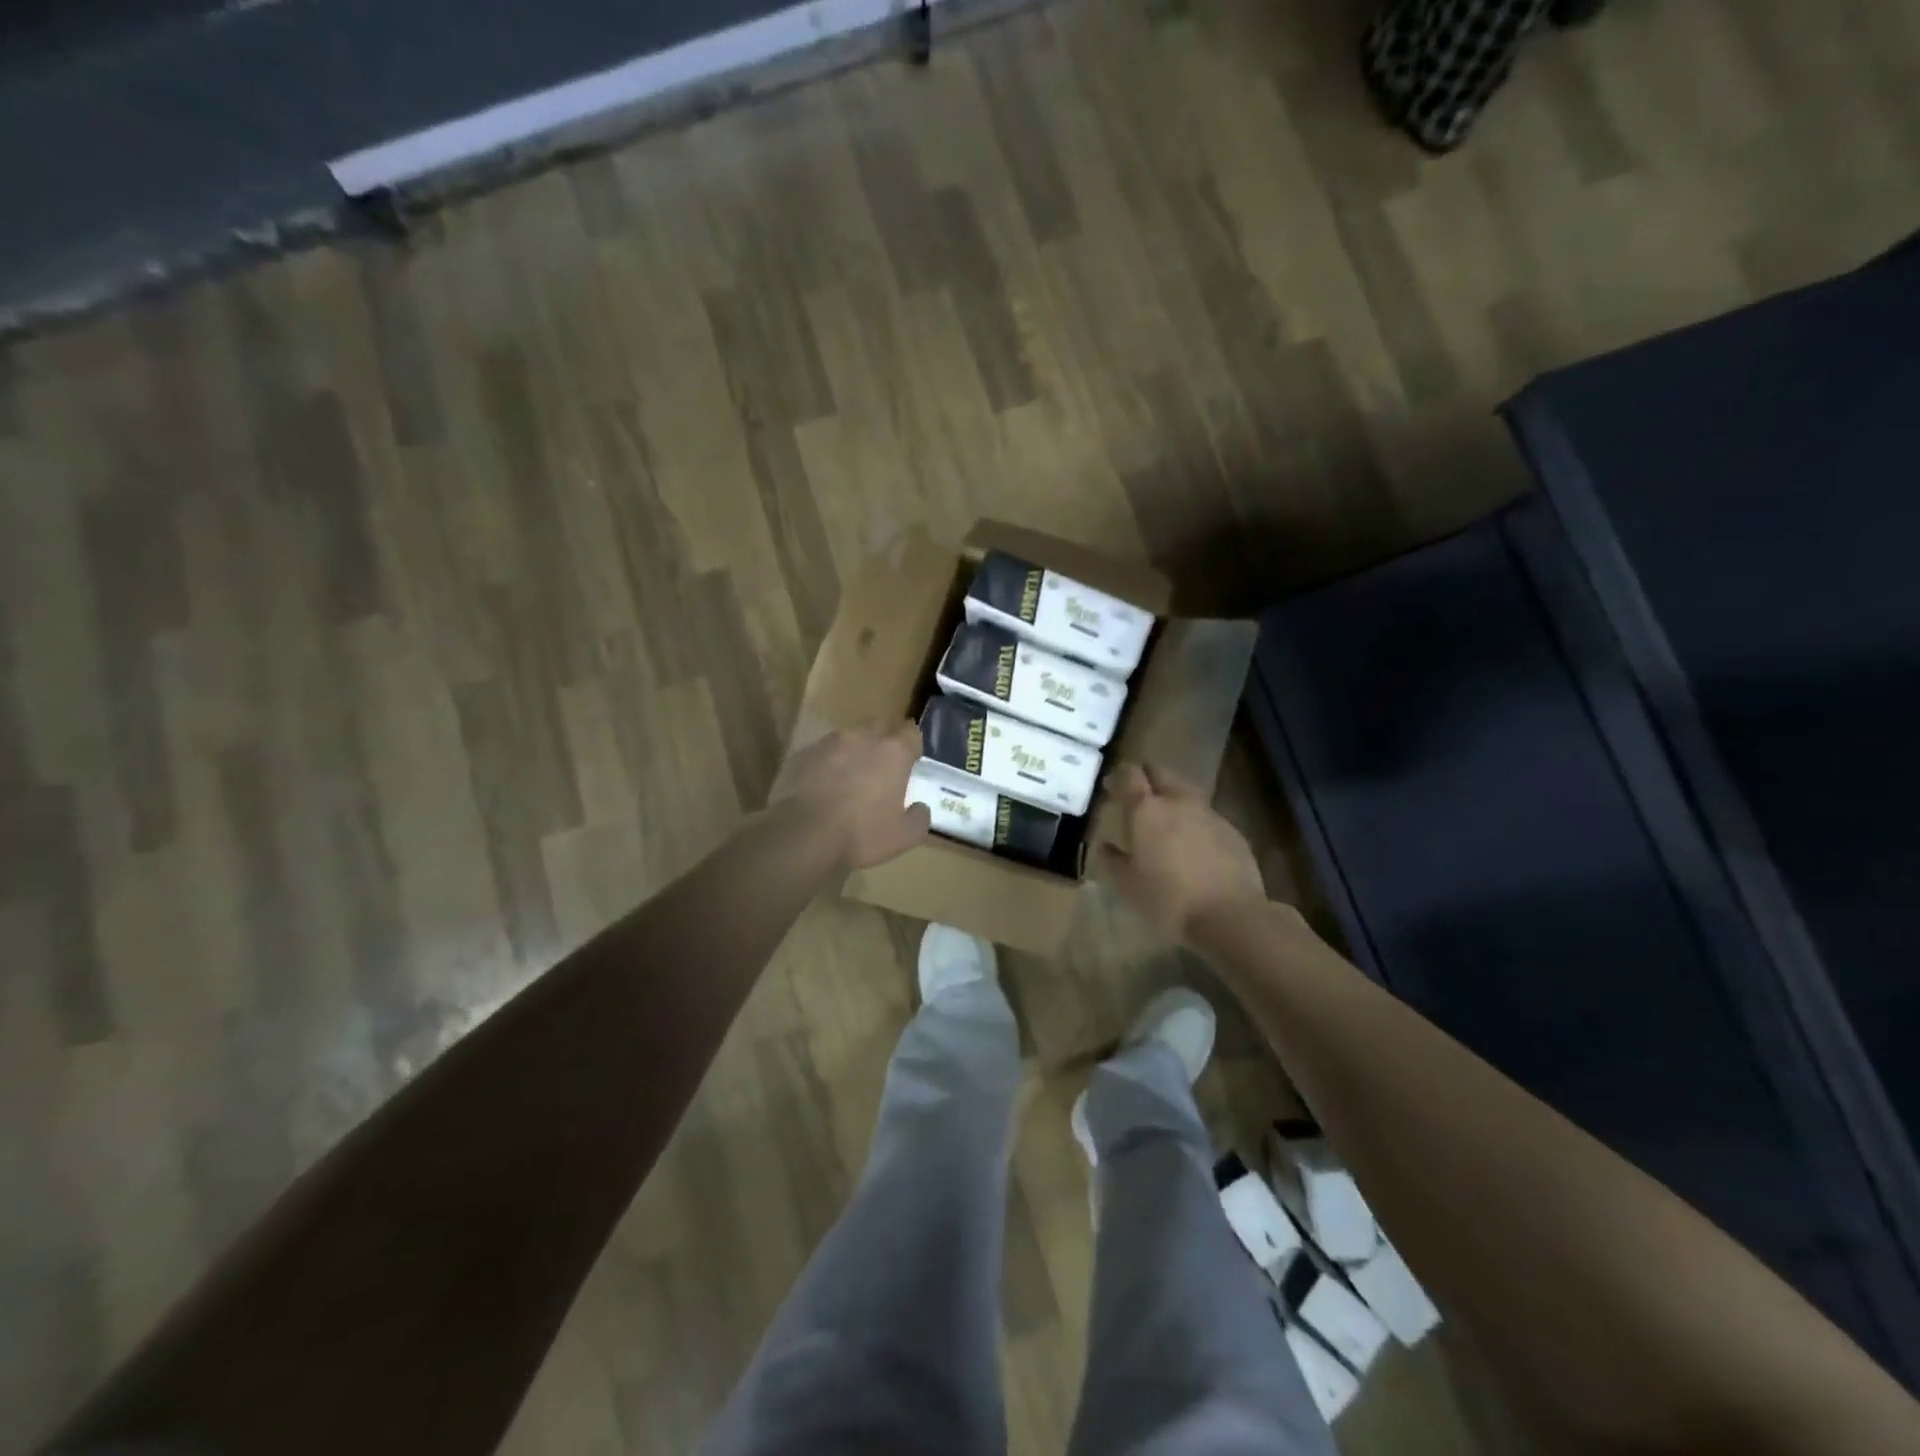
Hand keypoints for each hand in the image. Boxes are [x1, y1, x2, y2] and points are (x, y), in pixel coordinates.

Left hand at [770, 720, 930, 869]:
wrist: (802, 835)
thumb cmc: (861, 834)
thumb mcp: (903, 837)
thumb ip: (919, 819)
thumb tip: (920, 808)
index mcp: (893, 752)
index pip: (911, 732)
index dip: (912, 745)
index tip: (911, 761)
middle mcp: (862, 738)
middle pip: (879, 728)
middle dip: (884, 743)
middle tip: (882, 769)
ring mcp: (828, 743)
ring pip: (848, 739)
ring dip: (853, 752)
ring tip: (849, 778)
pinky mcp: (802, 754)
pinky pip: (821, 753)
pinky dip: (826, 764)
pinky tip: (822, 786)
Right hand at [1094, 762, 1265, 943]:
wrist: (1229, 915)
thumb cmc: (1167, 899)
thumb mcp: (1126, 885)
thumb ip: (1112, 860)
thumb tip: (1104, 845)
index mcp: (1146, 809)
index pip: (1129, 774)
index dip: (1118, 775)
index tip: (1111, 787)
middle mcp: (1178, 801)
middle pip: (1160, 771)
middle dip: (1147, 776)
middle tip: (1137, 794)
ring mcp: (1209, 813)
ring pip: (1186, 791)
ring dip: (1172, 796)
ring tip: (1165, 819)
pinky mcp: (1231, 830)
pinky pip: (1206, 815)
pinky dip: (1194, 821)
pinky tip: (1193, 844)